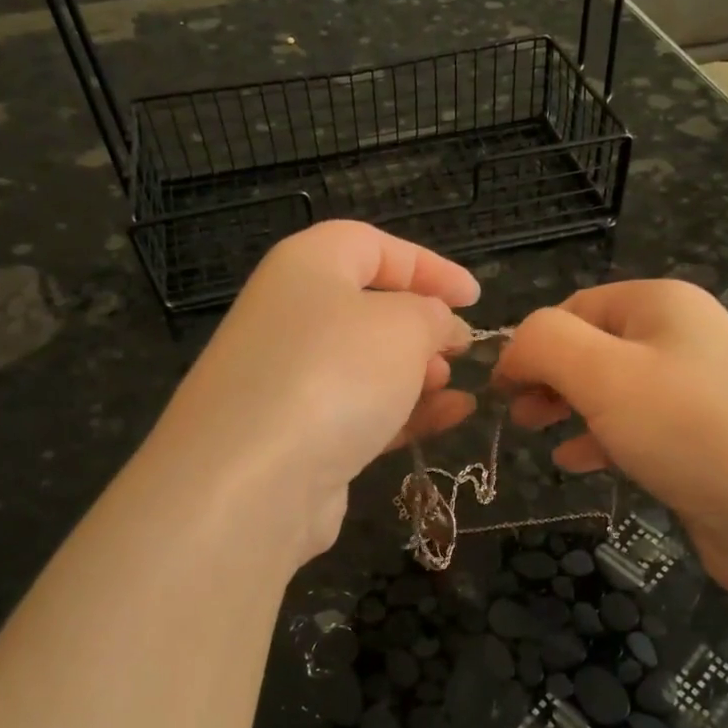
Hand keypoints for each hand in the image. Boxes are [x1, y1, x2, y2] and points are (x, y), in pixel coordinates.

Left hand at [150, 221, 479, 562]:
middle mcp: (291, 316)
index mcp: (307, 266)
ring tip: (455, 388)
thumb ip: (433, 314)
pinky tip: (450, 419)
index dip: (429, 266)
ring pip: (365, 365)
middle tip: (462, 349)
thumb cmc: (334, 374)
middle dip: (423, 326)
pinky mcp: (297, 435)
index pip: (372, 246)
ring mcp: (289, 380)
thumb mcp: (403, 326)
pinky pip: (360, 411)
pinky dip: (404, 412)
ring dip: (416, 373)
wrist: (252, 482)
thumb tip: (440, 326)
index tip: (474, 297)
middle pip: (368, 308)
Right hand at [495, 280, 727, 603]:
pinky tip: (578, 462)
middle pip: (592, 345)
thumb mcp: (601, 373)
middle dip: (548, 376)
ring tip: (536, 434)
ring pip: (612, 388)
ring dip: (569, 407)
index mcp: (660, 303)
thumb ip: (543, 344)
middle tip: (515, 414)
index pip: (574, 308)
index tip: (499, 390)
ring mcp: (696, 389)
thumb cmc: (687, 428)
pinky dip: (601, 438)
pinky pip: (637, 426)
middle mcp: (681, 335)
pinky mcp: (701, 437)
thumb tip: (512, 351)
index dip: (531, 344)